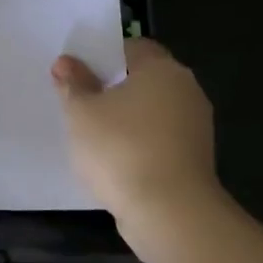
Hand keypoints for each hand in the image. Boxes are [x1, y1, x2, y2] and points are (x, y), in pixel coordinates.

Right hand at [53, 38, 225, 249]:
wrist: (171, 215)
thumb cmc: (121, 149)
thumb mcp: (81, 112)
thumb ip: (73, 83)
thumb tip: (66, 62)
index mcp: (161, 68)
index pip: (131, 47)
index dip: (103, 56)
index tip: (78, 73)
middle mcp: (185, 90)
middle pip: (143, 79)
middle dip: (113, 88)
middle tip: (80, 101)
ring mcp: (195, 127)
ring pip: (152, 111)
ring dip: (127, 119)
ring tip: (93, 135)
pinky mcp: (196, 160)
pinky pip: (160, 139)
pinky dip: (140, 144)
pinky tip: (115, 160)